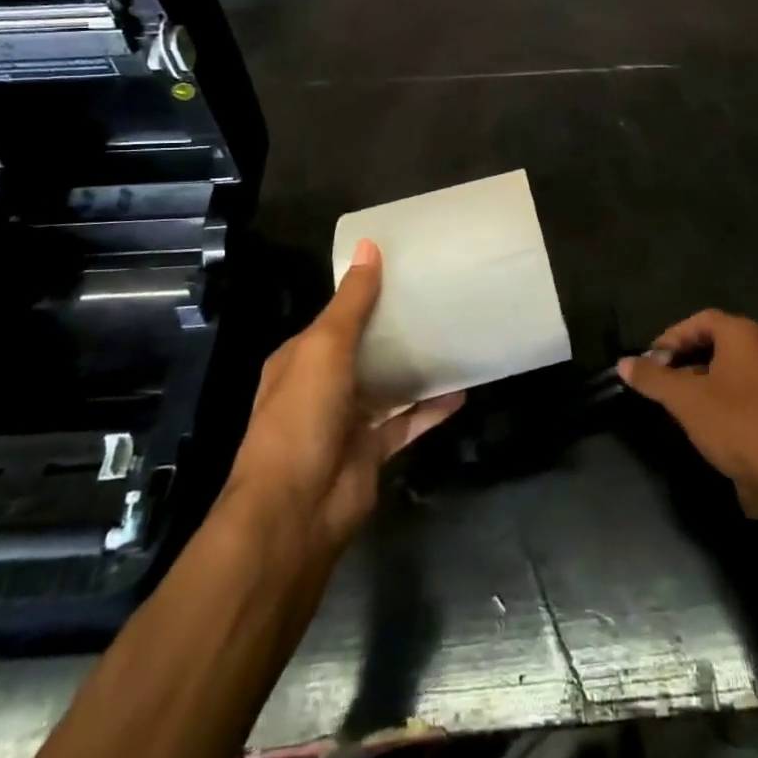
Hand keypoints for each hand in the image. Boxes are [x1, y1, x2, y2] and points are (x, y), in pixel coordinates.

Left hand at [224, 240, 463, 553]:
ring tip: (455, 340)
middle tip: (440, 302)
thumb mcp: (324, 348)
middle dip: (396, 330)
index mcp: (301, 359)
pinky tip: (461, 391)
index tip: (404, 272)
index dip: (364, 295)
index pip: (336, 318)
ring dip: (416, 368)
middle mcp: (322, 387)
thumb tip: (370, 246)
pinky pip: (407, 423)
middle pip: (364, 350)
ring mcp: (348, 421)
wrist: (296, 511)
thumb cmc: (302, 417)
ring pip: (388, 386)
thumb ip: (352, 302)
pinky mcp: (372, 451)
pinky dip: (431, 409)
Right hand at [618, 310, 757, 519]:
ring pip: (724, 369)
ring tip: (670, 400)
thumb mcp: (685, 398)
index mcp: (743, 335)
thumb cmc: (735, 422)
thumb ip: (652, 378)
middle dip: (681, 357)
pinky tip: (696, 420)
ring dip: (695, 379)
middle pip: (713, 342)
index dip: (672, 336)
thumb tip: (623, 363)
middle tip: (657, 378)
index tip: (650, 360)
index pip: (700, 320)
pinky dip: (713, 397)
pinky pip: (736, 391)